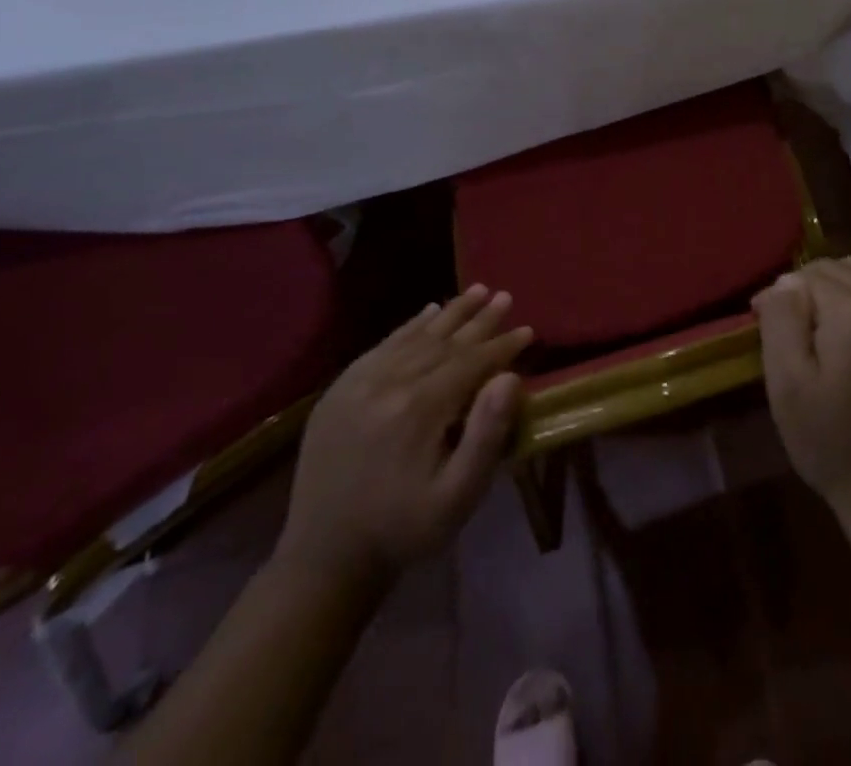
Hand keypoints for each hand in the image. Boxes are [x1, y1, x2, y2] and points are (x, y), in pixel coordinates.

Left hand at [275, 286, 532, 591]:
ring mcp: (358, 383)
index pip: (471, 361)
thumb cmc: (403, 528)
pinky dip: (409, 326)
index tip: (527, 330)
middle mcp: (388, 384)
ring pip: (415, 337)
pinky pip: (382, 346)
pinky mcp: (338, 391)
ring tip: (477, 290)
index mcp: (419, 408)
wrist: (324, 559)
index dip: (502, 345)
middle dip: (480, 319)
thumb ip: (486, 435)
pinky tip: (427, 312)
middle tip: (505, 296)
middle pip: (445, 341)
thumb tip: (510, 377)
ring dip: (450, 313)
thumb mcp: (457, 496)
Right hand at [753, 254, 850, 518]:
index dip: (781, 295)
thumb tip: (784, 282)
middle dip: (810, 286)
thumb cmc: (835, 444)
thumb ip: (782, 322)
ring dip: (846, 276)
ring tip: (829, 309)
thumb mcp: (788, 387)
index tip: (764, 319)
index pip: (807, 277)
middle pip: (839, 267)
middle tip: (793, 321)